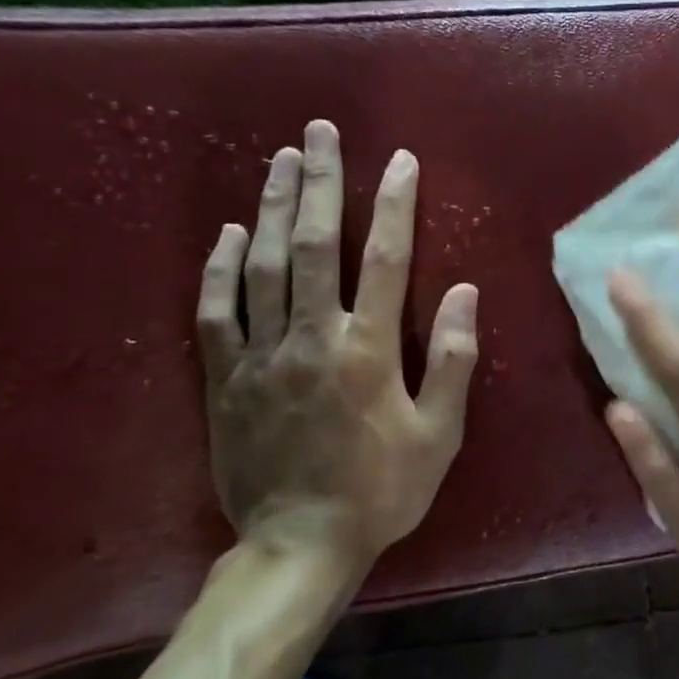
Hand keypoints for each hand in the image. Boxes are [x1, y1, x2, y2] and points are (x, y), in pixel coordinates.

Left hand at [196, 120, 477, 576]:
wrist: (299, 546)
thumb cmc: (383, 490)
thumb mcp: (439, 434)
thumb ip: (451, 360)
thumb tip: (461, 290)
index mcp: (367, 351)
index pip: (384, 259)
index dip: (393, 205)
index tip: (399, 160)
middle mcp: (311, 339)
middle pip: (315, 246)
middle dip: (321, 183)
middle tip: (319, 133)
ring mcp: (261, 356)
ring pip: (263, 266)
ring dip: (274, 208)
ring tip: (281, 160)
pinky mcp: (226, 379)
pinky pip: (216, 312)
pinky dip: (221, 268)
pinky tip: (232, 233)